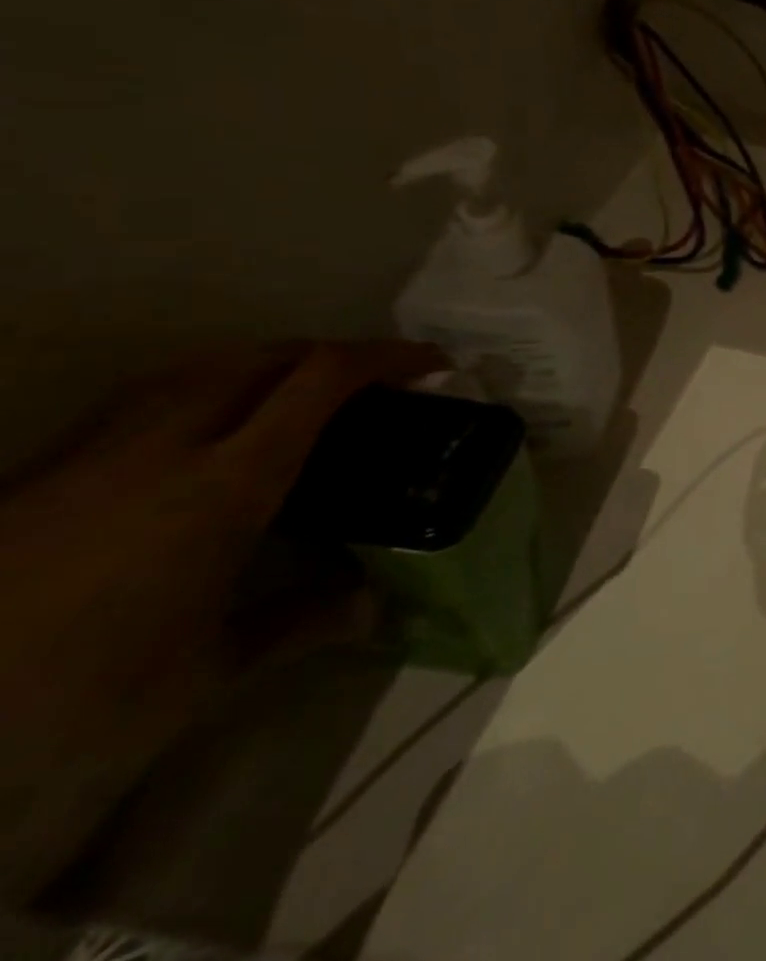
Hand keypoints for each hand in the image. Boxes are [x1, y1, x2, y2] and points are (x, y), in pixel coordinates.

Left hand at [0, 341, 442, 786]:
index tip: (434, 365)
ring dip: (271, 364)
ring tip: (302, 394)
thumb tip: (376, 608)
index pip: (321, 381)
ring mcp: (98, 450)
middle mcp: (167, 444)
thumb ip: (300, 623)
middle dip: (334, 354)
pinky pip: (150, 396)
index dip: (387, 358)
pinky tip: (211, 428)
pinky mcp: (45, 469)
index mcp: (225, 483)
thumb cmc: (69, 695)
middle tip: (375, 383)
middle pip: (267, 356)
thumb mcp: (202, 674)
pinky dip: (208, 388)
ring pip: (203, 366)